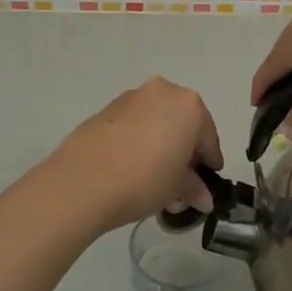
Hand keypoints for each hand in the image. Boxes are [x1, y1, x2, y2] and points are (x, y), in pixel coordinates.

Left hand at [42, 78, 223, 233]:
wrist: (83, 181)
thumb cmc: (144, 180)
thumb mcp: (176, 189)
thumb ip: (194, 188)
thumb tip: (204, 198)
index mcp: (189, 106)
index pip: (208, 139)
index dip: (209, 163)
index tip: (207, 182)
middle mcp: (162, 92)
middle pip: (182, 124)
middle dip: (184, 151)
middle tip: (181, 181)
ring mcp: (131, 98)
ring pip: (157, 121)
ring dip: (161, 144)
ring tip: (154, 177)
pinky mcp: (106, 109)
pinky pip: (134, 124)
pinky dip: (139, 140)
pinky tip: (132, 166)